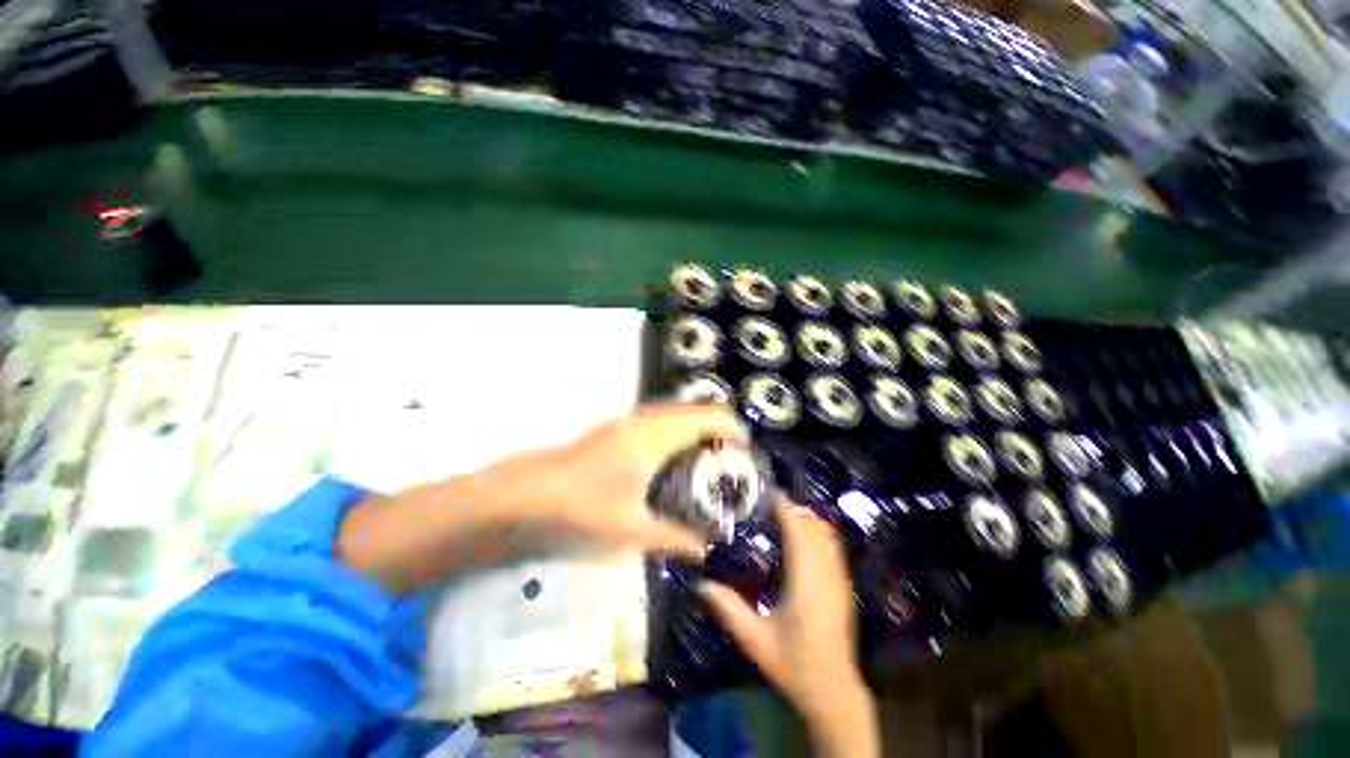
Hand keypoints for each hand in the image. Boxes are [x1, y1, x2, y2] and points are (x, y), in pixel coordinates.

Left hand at [497, 403, 747, 557]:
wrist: (538, 485)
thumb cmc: (585, 504)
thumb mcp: (631, 526)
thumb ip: (672, 538)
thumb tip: (706, 550)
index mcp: (655, 439)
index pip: (705, 419)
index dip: (731, 427)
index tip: (746, 446)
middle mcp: (648, 420)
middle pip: (696, 409)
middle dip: (721, 424)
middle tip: (734, 452)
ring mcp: (633, 417)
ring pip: (679, 409)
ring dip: (700, 422)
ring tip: (713, 448)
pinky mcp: (624, 422)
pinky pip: (665, 413)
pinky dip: (683, 423)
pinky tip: (681, 447)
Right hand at [700, 499, 879, 757]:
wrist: (834, 692)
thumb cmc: (794, 665)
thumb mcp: (755, 640)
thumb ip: (728, 609)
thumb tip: (702, 583)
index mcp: (806, 583)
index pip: (799, 531)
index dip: (785, 509)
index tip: (767, 495)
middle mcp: (827, 575)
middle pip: (815, 526)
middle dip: (794, 510)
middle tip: (769, 506)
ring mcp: (840, 580)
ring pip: (828, 534)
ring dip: (807, 519)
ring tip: (783, 518)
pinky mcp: (845, 586)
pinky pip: (833, 546)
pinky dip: (817, 533)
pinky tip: (799, 541)